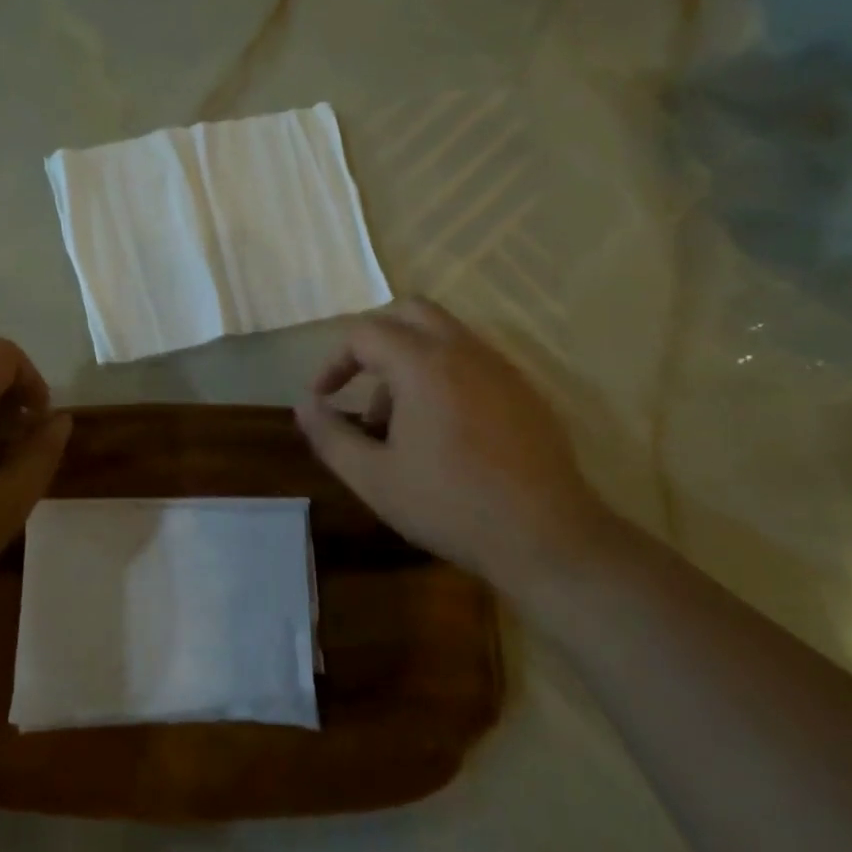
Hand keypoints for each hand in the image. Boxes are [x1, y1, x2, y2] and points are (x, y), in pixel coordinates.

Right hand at [295, 300, 610, 595]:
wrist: (547, 538)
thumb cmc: (450, 505)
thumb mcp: (374, 478)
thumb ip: (330, 436)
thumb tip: (304, 406)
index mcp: (424, 364)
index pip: (365, 333)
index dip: (334, 361)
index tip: (323, 397)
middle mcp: (464, 351)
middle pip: (410, 313)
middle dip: (375, 341)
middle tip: (359, 385)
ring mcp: (500, 368)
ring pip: (444, 335)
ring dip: (410, 361)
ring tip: (399, 422)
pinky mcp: (524, 391)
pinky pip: (473, 361)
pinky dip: (444, 375)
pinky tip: (443, 431)